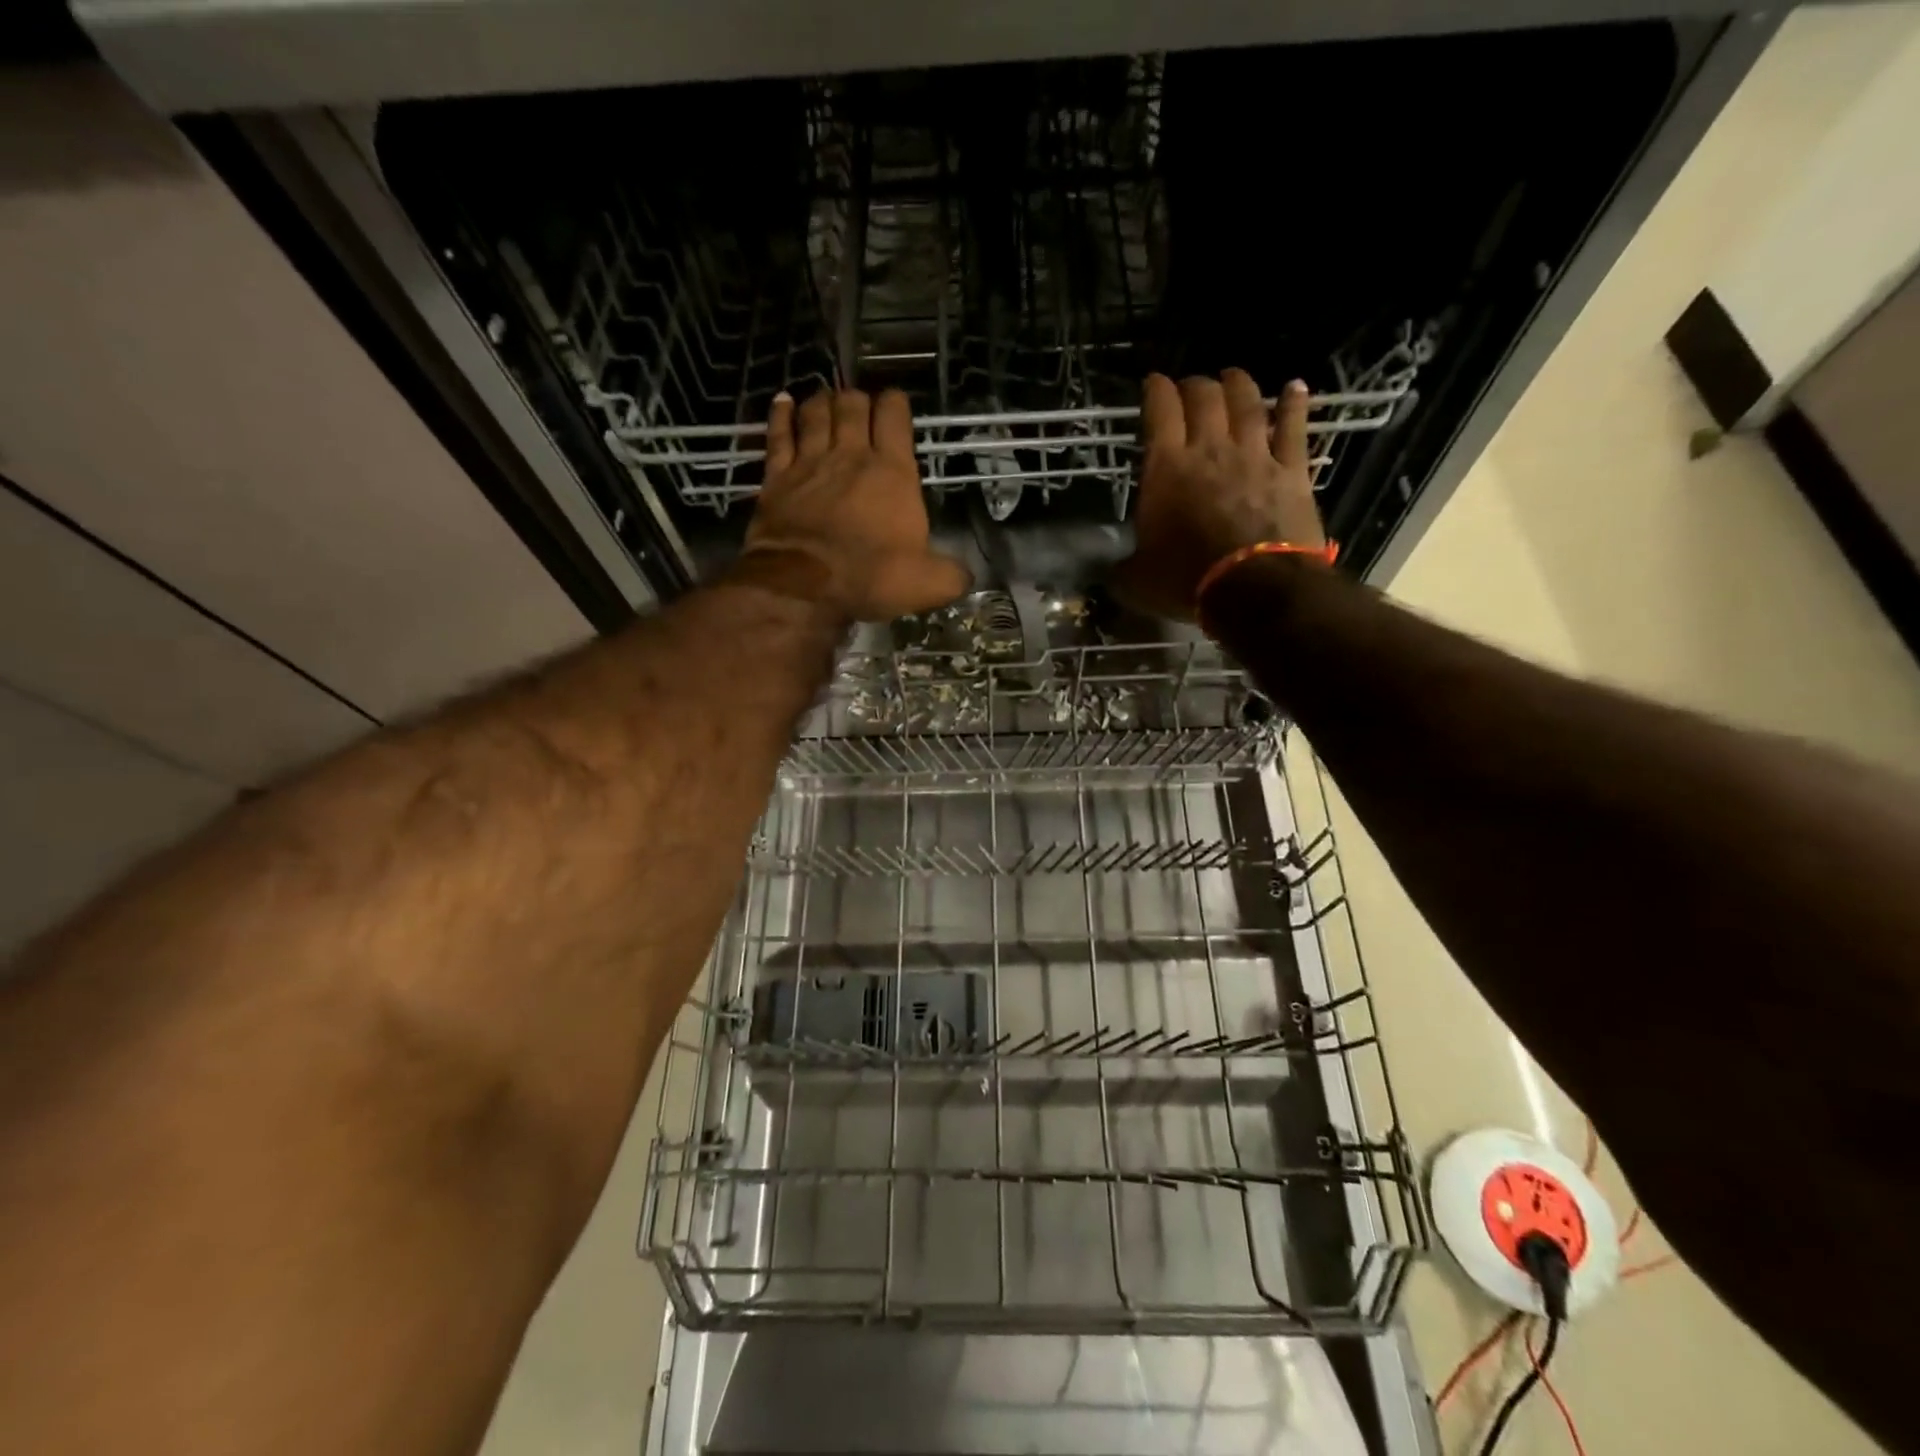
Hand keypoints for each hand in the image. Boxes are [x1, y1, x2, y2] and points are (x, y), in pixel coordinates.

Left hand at [737, 387, 971, 621]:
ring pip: (815, 413)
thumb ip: (952, 574)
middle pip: (852, 405)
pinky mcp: (777, 478)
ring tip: (827, 399)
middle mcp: (850, 455)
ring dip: (823, 401)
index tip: (896, 406)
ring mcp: (810, 462)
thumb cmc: (871, 578)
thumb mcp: (928, 584)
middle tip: (860, 407)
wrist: (803, 587)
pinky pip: (778, 435)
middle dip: (858, 399)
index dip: (896, 404)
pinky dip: (781, 415)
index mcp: (892, 471)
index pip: (894, 416)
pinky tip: (783, 402)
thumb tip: (966, 576)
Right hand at [1113, 371, 1326, 620]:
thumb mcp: (1136, 580)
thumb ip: (1122, 567)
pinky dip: (1294, 404)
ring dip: (1238, 384)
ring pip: (1248, 403)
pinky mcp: (1292, 471)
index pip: (1160, 411)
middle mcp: (1210, 450)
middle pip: (1204, 397)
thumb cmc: (1187, 582)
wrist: (1254, 589)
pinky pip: (1294, 427)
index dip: (1155, 390)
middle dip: (1194, 385)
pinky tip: (1296, 387)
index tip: (1152, 382)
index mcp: (1167, 469)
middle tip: (1189, 386)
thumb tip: (1112, 572)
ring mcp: (1255, 456)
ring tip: (1232, 376)